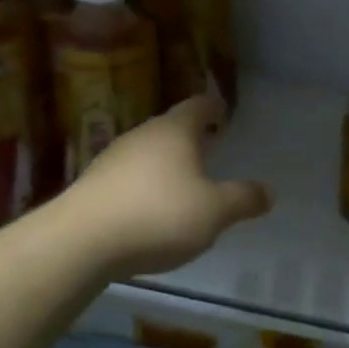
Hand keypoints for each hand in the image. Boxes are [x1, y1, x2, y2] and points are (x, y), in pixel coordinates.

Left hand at [66, 94, 272, 277]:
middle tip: (210, 149)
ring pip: (148, 153)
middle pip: (171, 128)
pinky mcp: (93, 186)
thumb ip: (243, 199)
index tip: (223, 113)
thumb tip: (268, 192)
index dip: (213, 107)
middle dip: (191, 138)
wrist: (80, 242)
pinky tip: (151, 211)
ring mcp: (112, 159)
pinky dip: (145, 186)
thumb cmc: (158, 215)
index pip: (198, 105)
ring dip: (167, 164)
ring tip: (184, 183)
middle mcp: (142, 136)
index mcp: (175, 131)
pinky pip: (128, 178)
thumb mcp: (215, 212)